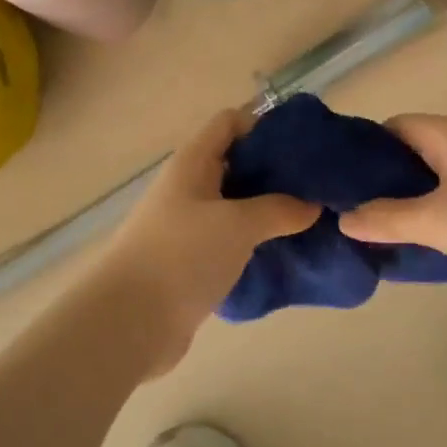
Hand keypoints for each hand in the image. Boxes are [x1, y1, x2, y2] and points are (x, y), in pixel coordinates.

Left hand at [98, 107, 318, 364]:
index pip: (230, 123)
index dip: (266, 125)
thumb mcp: (238, 225)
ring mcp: (187, 225)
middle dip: (276, 172)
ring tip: (310, 219)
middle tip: (318, 186)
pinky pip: (230, 240)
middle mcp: (188, 187)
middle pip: (236, 164)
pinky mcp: (191, 261)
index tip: (305, 145)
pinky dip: (255, 241)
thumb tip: (313, 205)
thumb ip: (279, 209)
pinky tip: (284, 252)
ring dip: (268, 210)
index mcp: (192, 163)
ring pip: (236, 205)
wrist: (129, 323)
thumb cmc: (182, 256)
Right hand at [338, 113, 446, 297]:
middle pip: (414, 151)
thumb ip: (385, 218)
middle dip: (384, 179)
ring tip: (381, 228)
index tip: (339, 180)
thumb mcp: (435, 221)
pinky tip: (423, 239)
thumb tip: (343, 219)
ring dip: (411, 200)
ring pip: (437, 177)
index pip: (394, 126)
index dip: (364, 149)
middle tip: (354, 210)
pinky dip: (437, 213)